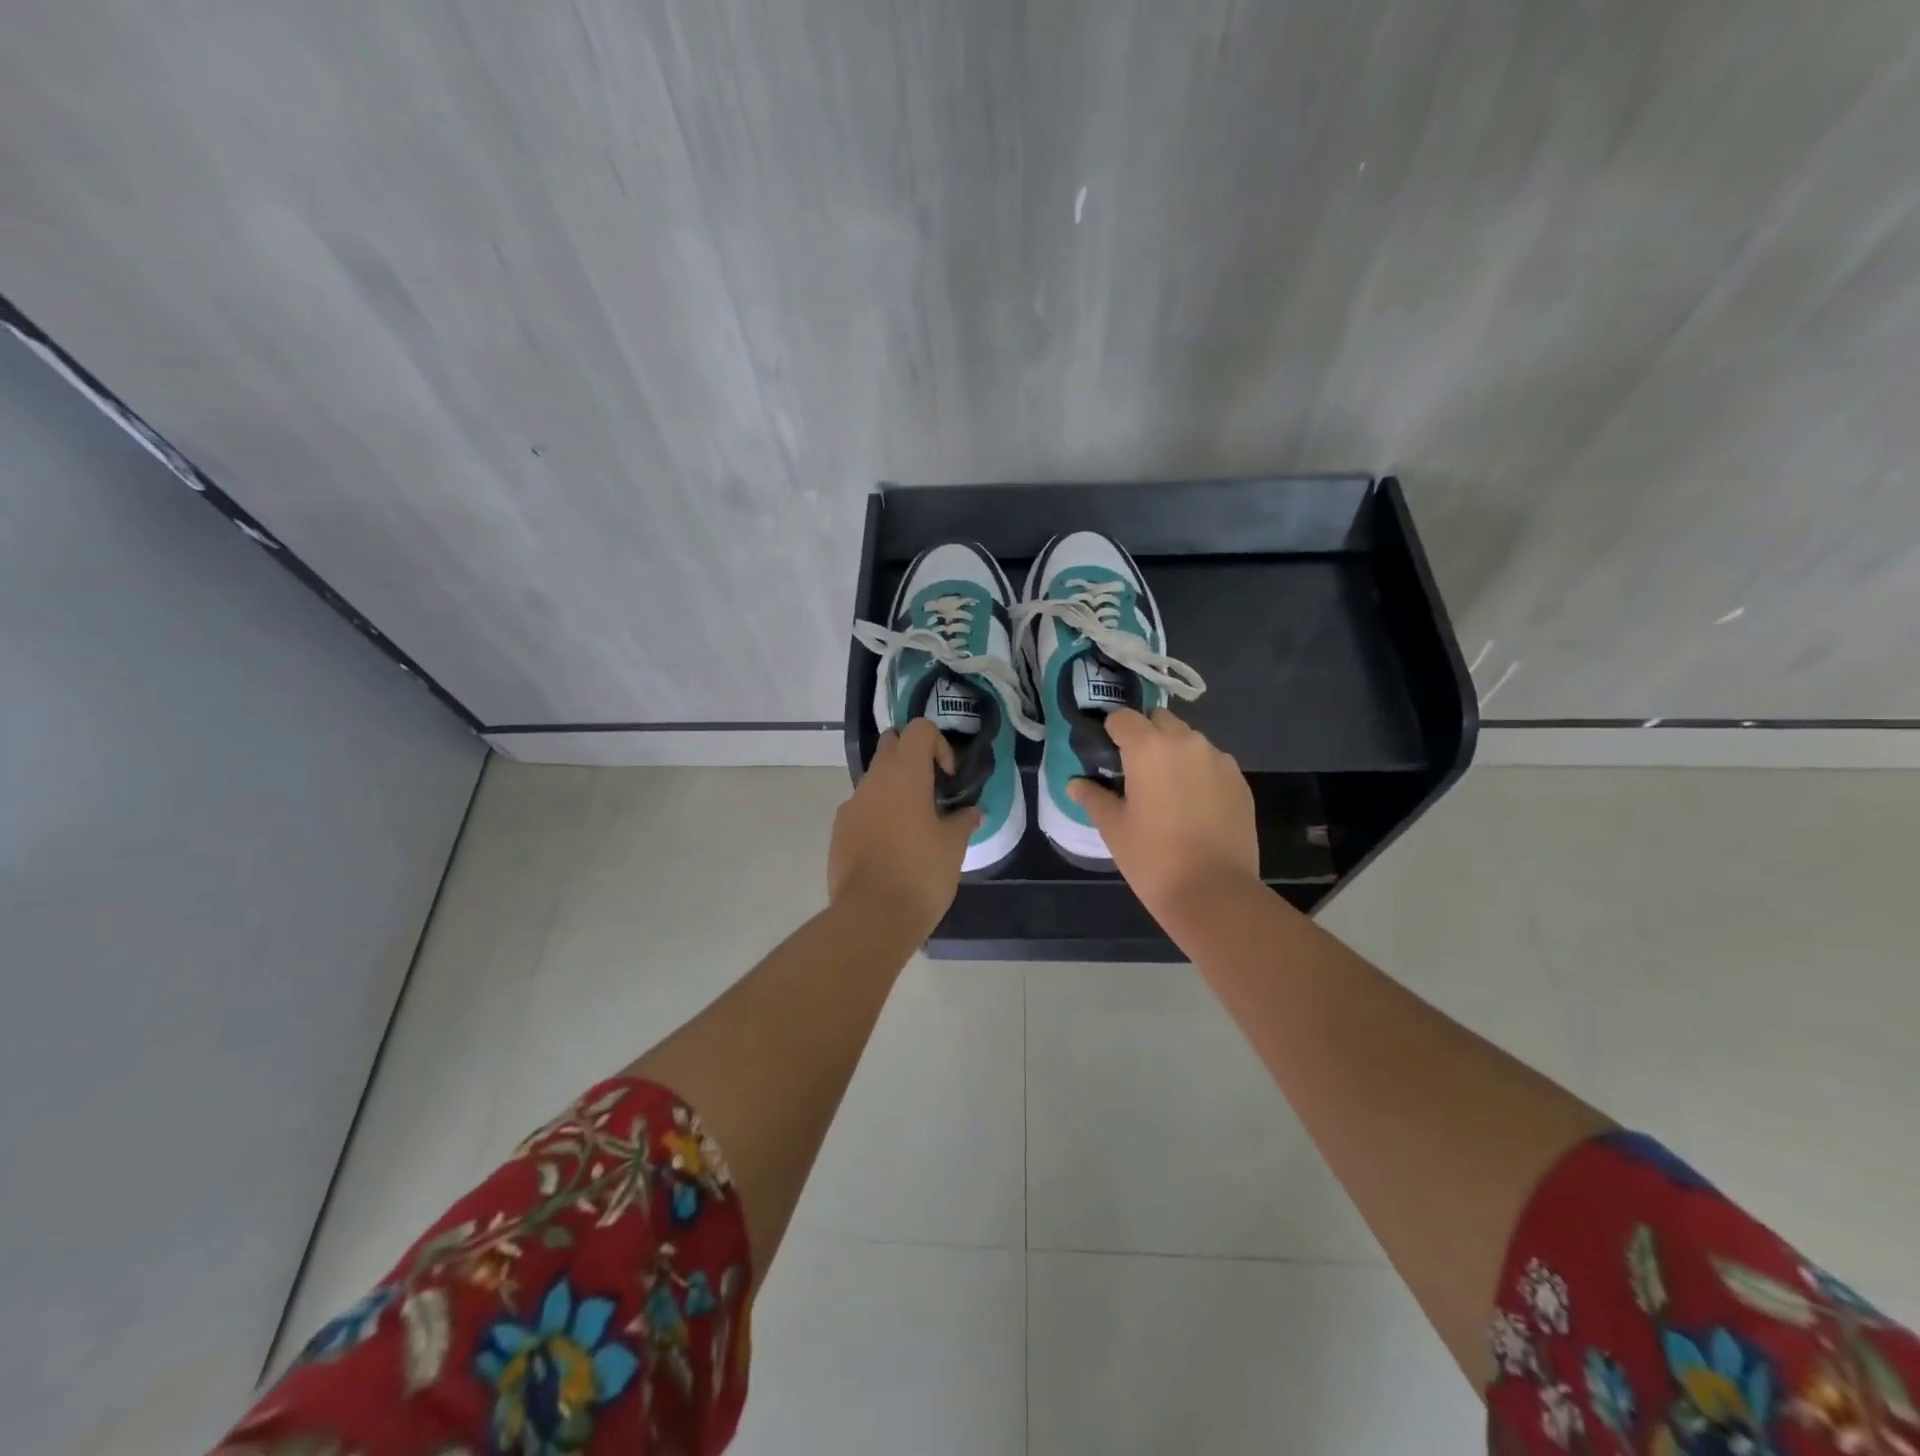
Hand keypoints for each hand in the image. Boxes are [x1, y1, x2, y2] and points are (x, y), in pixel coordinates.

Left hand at [829, 719, 980, 937]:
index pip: (919, 729)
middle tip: (931, 789)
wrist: (872, 916)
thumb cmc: (921, 873)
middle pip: (891, 744)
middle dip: (911, 757)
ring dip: (894, 788)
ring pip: (874, 778)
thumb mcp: (954, 846)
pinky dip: (877, 813)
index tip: (947, 778)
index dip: (938, 745)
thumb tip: (973, 812)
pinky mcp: (838, 830)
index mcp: (905, 773)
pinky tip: (891, 846)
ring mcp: (851, 804)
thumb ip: (964, 821)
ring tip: (914, 823)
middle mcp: (873, 780)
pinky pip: (861, 807)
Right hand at [1068, 708, 1259, 921]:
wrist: (1214, 892)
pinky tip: (1193, 806)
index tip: (1106, 757)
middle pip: (1159, 720)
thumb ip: (1093, 797)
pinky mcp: (1239, 780)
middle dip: (1145, 736)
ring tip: (1166, 790)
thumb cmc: (1153, 857)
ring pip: (1188, 740)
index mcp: (1149, 747)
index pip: (1122, 718)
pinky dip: (1198, 772)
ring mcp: (1218, 759)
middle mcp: (1186, 742)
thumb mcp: (1113, 827)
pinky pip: (1212, 763)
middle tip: (1135, 772)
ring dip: (1173, 753)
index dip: (1110, 733)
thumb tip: (1074, 783)